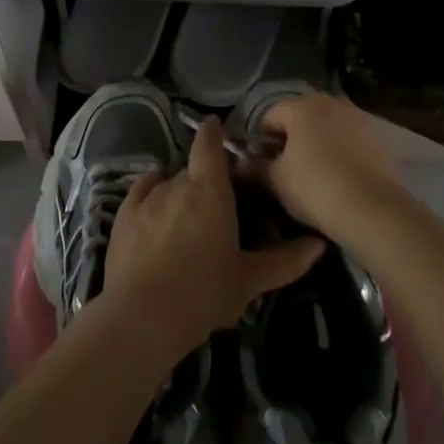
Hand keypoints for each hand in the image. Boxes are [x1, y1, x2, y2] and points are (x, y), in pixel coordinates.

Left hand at [103, 117, 324, 358]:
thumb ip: (286, 260)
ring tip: (187, 215)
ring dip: (179, 191)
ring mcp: (147, 198)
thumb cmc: (204, 294)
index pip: (209, 145)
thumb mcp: (250, 280)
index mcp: (211, 191)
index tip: (217, 126)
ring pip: (168, 182)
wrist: (142, 316)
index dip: (213, 132)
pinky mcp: (123, 215)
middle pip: (193, 169)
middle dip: (204, 176)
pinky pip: (141, 190)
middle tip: (216, 199)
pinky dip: (151, 190)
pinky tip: (155, 201)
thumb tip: (320, 244)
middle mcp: (178, 184)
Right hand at [249, 93, 403, 239]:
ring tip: (309, 175)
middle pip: (299, 118)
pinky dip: (337, 153)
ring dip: (314, 145)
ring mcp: (358, 119)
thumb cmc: (315, 188)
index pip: (269, 116)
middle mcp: (331, 103)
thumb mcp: (276, 180)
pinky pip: (347, 141)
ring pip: (325, 128)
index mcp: (302, 106)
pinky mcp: (378, 139)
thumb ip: (255, 168)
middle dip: (288, 140)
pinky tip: (335, 178)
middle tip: (282, 170)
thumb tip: (238, 166)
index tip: (258, 164)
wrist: (373, 211)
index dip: (259, 140)